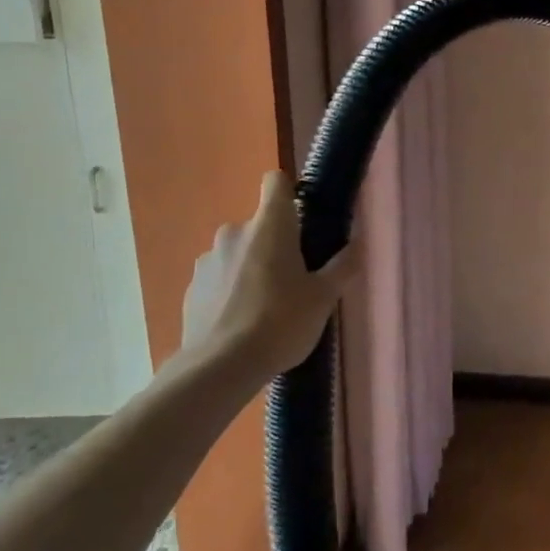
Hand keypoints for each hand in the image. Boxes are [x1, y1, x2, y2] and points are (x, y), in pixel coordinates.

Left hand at [181, 172, 354, 381]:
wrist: (219, 369)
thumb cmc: (280, 323)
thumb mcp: (323, 297)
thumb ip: (343, 266)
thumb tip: (358, 244)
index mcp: (269, 225)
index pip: (276, 182)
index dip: (290, 192)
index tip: (304, 218)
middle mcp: (234, 232)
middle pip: (261, 224)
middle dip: (276, 244)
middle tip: (295, 278)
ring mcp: (207, 260)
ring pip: (238, 252)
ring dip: (252, 267)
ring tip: (267, 306)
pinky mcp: (191, 289)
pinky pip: (219, 279)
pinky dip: (231, 291)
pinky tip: (242, 323)